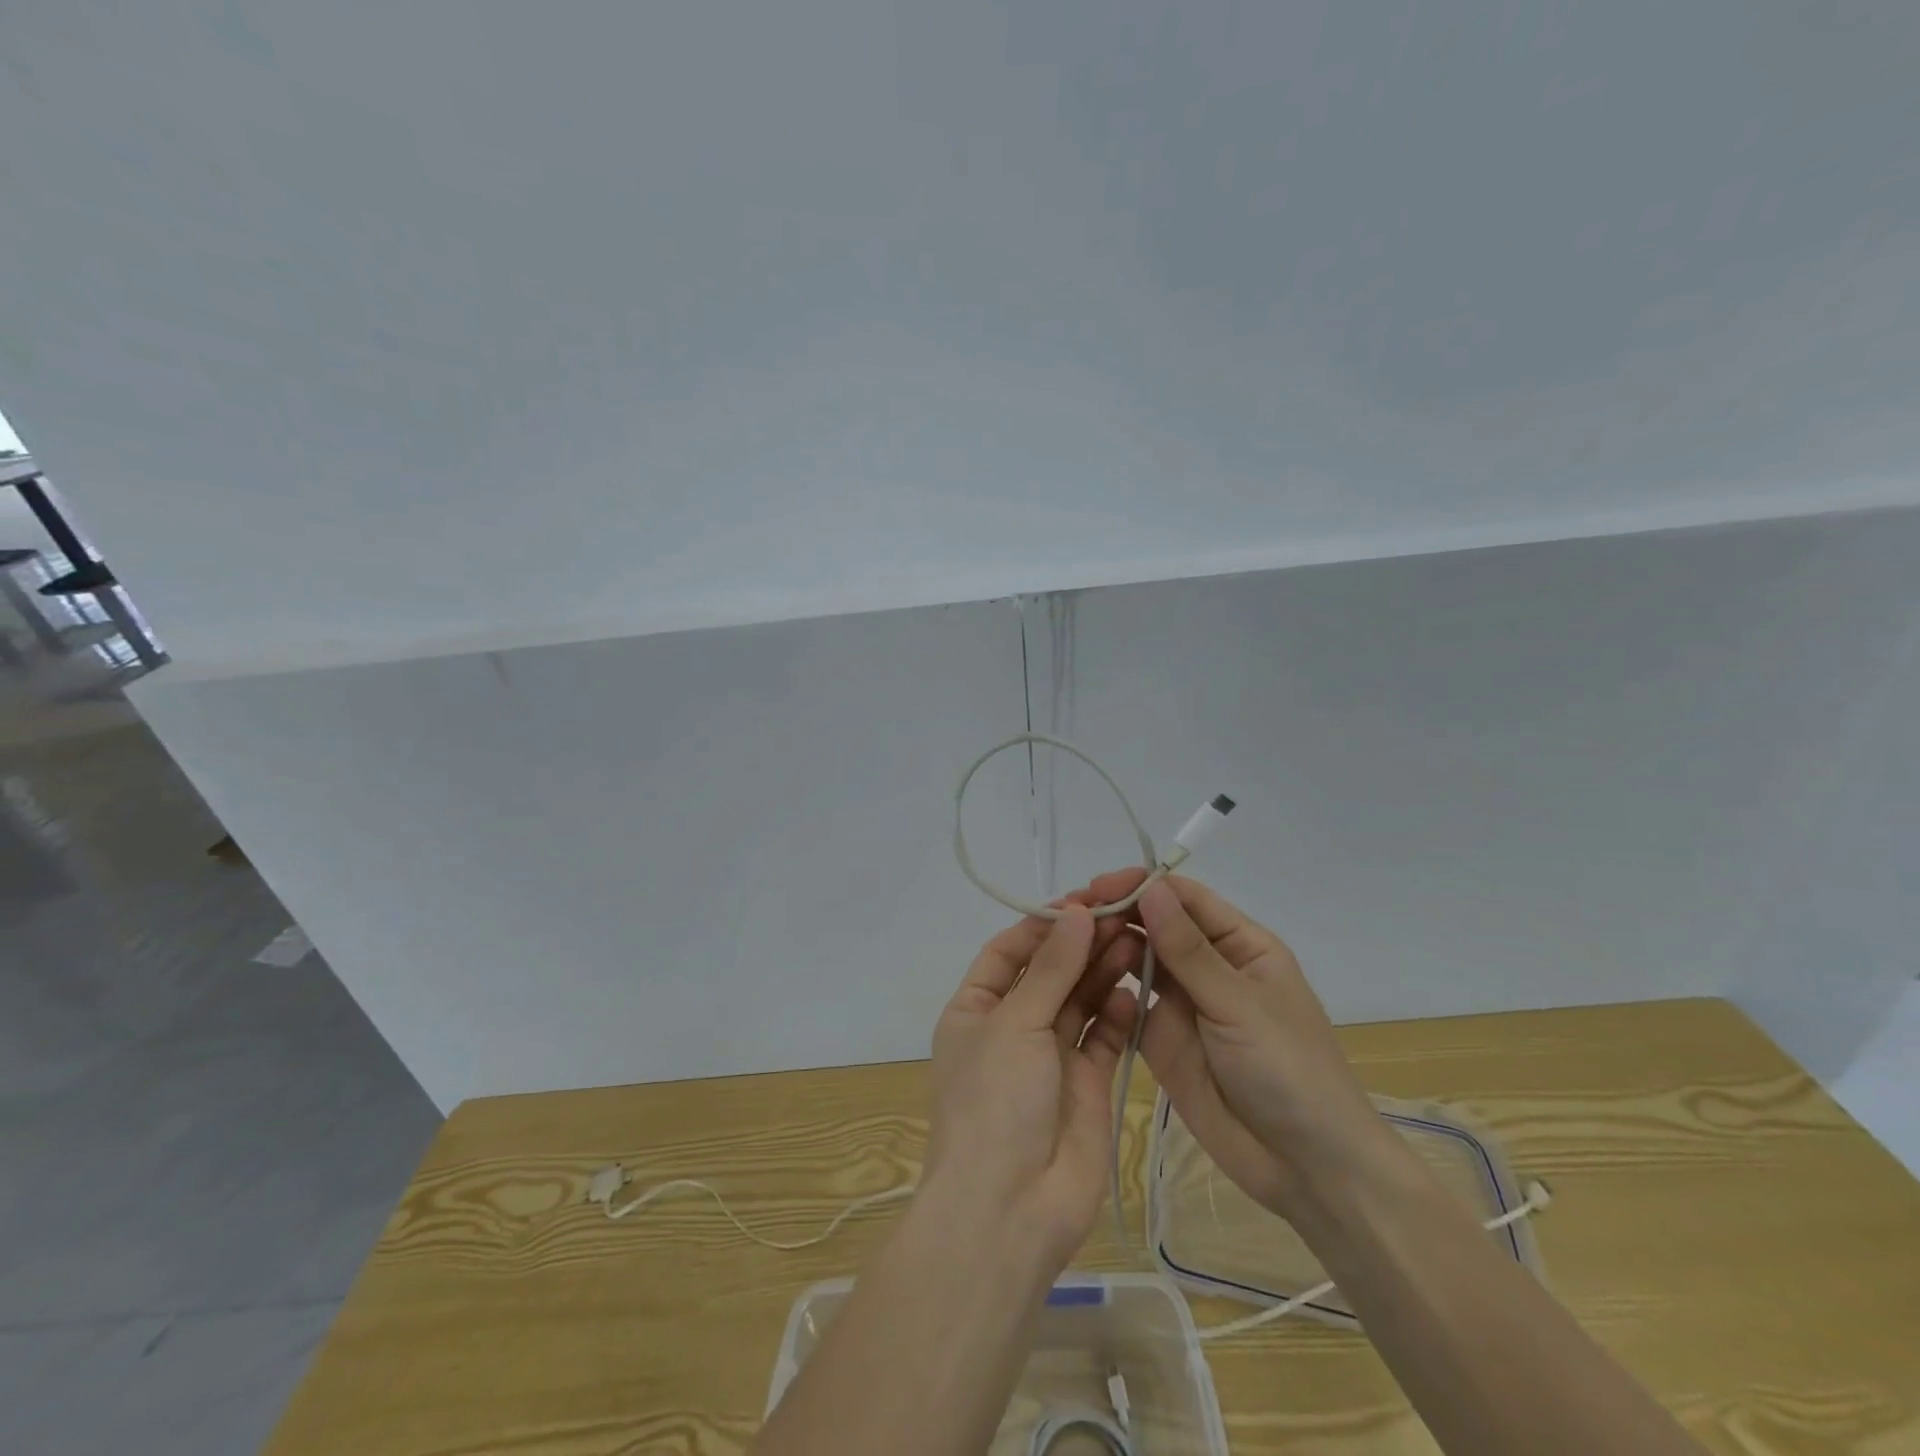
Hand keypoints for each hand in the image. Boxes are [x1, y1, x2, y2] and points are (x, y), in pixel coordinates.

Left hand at [923, 898, 1137, 1265]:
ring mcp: (1050, 1056)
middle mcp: (1011, 1027)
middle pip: (1050, 972)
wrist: (1010, 1211)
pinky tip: (1135, 992)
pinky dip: (1118, 1014)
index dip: (1045, 924)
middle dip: (1082, 944)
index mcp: (976, 1008)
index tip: (1084, 900)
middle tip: (1125, 913)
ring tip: (1137, 940)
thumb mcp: (1015, 1024)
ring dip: (1104, 971)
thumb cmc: (995, 1102)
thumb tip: (1077, 912)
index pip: (1010, 950)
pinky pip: (1104, 1037)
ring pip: (1081, 1000)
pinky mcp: (1086, 1084)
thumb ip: (1050, 968)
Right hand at [1084, 869, 1392, 1218]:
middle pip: (1155, 924)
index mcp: (1240, 944)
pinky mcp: (1159, 1036)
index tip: (1098, 887)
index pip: (1185, 898)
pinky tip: (1075, 980)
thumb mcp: (1239, 1004)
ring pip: (1137, 959)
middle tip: (1068, 912)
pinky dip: (1104, 987)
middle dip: (1116, 913)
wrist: (1304, 1168)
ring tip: (1064, 941)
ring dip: (1106, 945)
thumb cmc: (1289, 1071)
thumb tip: (1150, 889)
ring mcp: (1182, 1002)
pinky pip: (1127, 1001)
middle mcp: (1208, 965)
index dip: (1143, 887)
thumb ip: (1188, 950)